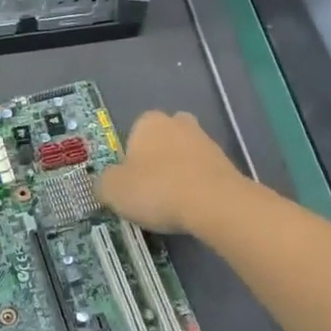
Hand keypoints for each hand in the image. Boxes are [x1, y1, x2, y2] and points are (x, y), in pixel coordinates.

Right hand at [97, 110, 246, 235]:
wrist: (214, 203)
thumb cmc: (156, 189)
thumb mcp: (113, 190)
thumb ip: (104, 184)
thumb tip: (106, 184)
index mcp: (148, 121)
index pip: (133, 134)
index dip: (129, 158)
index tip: (129, 182)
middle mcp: (178, 123)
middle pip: (162, 141)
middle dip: (157, 160)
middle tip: (150, 190)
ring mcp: (206, 141)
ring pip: (184, 156)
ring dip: (178, 174)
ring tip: (171, 205)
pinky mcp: (226, 163)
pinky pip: (202, 174)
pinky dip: (196, 187)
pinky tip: (191, 208)